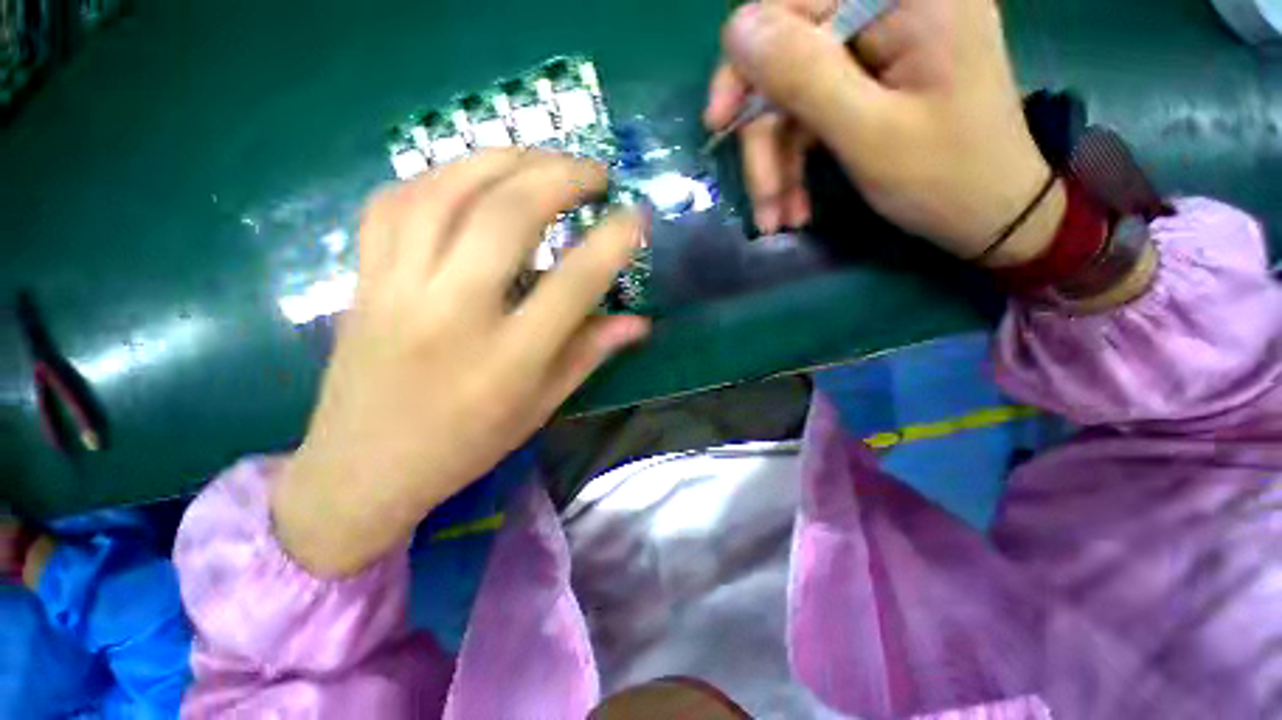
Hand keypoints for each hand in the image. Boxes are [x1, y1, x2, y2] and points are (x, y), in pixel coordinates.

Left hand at [274, 150, 649, 576]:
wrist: (362, 469)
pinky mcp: (364, 279)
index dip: (614, 241)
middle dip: (559, 177)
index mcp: (508, 359)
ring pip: (446, 192)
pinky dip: (440, 175)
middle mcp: (454, 313)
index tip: (638, 216)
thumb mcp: (541, 406)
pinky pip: (396, 202)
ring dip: (502, 160)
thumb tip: (639, 323)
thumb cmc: (466, 445)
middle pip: (507, 217)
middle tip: (594, 173)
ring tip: (540, 159)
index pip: (574, 283)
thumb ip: (590, 353)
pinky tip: (471, 177)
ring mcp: (398, 288)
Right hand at [705, 0, 1064, 264]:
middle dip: (766, 140)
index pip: (794, 3)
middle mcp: (888, 9)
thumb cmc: (945, 178)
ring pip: (792, 99)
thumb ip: (805, 77)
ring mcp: (875, 51)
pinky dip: (795, 167)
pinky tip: (795, 207)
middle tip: (762, 203)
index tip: (719, 124)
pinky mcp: (865, 87)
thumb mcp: (870, 132)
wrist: (989, 216)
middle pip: (787, 60)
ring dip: (777, 166)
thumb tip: (736, 29)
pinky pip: (809, 119)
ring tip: (778, 219)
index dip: (747, 61)